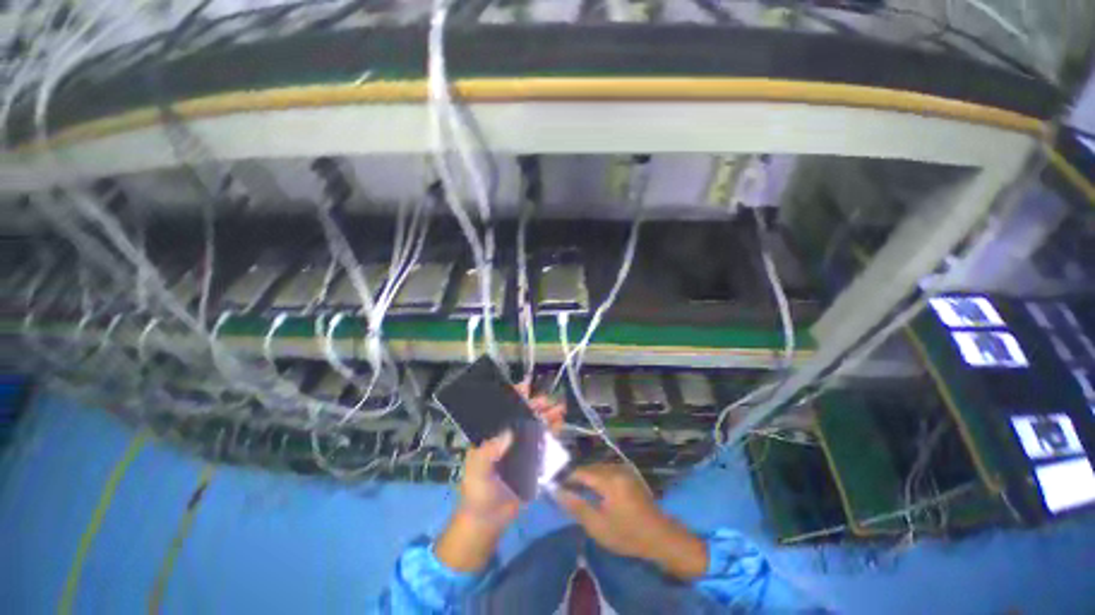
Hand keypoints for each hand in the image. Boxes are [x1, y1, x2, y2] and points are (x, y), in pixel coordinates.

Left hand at [434, 388, 565, 571]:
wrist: (489, 519)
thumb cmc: (478, 491)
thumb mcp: (478, 471)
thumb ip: (488, 452)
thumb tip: (508, 433)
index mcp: (493, 434)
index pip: (504, 410)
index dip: (515, 396)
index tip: (526, 386)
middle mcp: (508, 437)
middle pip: (524, 416)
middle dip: (535, 405)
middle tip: (547, 401)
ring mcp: (522, 447)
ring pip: (536, 427)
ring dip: (547, 416)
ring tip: (559, 409)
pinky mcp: (533, 460)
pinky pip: (544, 443)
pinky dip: (552, 433)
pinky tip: (559, 425)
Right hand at [554, 464, 708, 580]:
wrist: (659, 536)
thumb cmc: (627, 534)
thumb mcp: (598, 526)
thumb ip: (576, 506)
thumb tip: (557, 491)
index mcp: (609, 479)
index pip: (581, 472)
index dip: (567, 478)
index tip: (556, 486)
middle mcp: (616, 468)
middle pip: (590, 468)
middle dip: (577, 477)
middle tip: (566, 491)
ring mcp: (625, 469)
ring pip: (599, 468)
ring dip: (588, 477)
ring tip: (579, 491)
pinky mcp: (630, 474)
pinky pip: (608, 470)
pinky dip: (598, 478)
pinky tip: (596, 490)